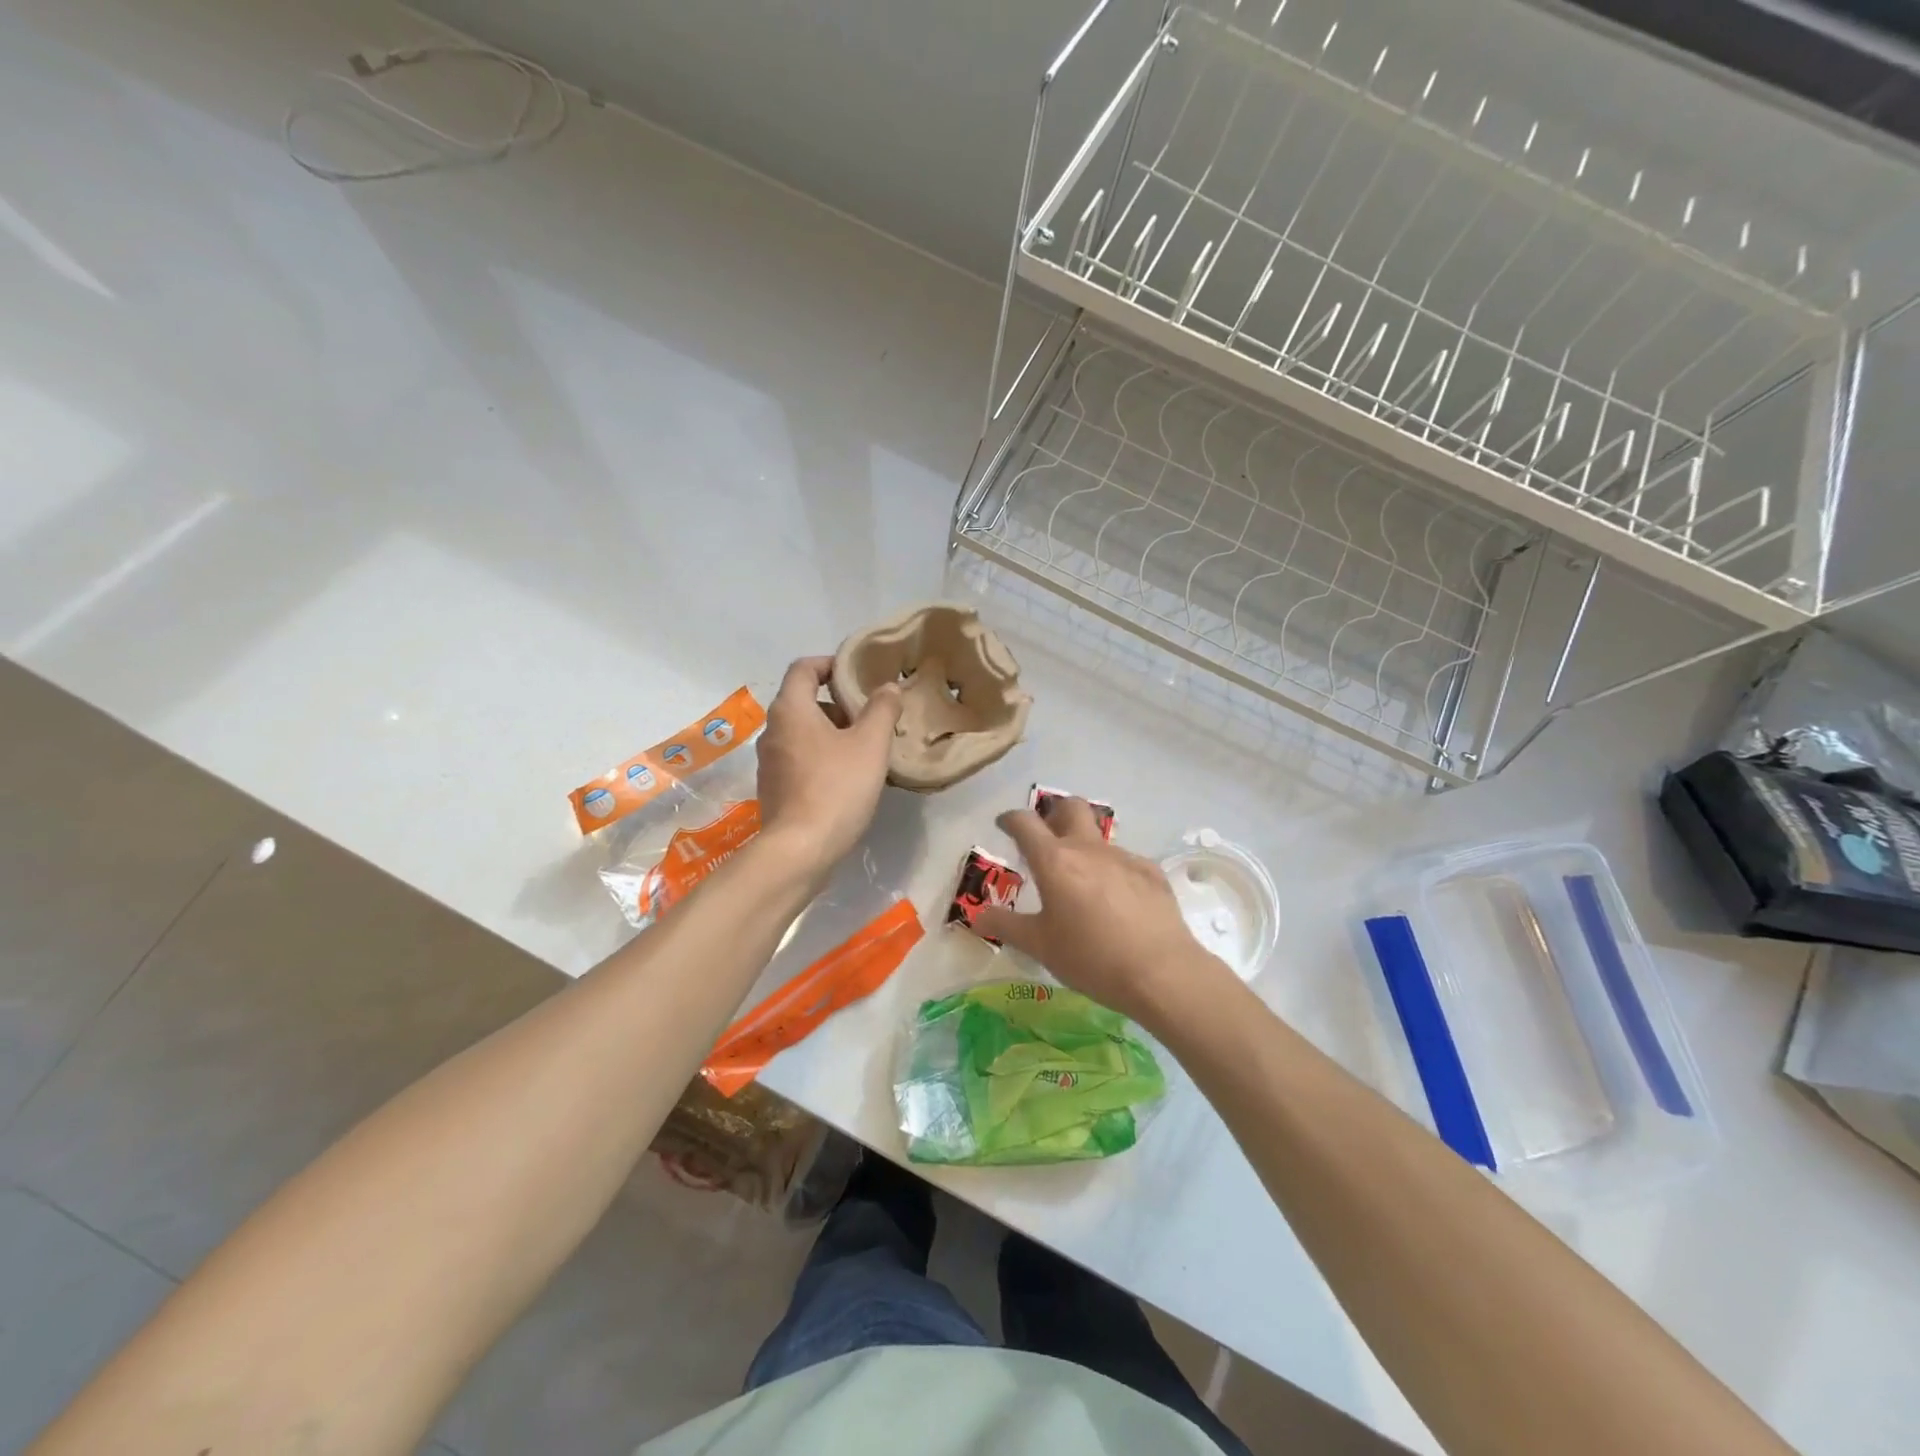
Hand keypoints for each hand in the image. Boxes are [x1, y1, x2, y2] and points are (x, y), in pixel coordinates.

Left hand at [755, 657, 901, 871]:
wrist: (800, 849)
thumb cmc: (837, 787)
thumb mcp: (870, 744)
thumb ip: (882, 710)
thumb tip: (888, 687)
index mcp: (791, 710)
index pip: (803, 668)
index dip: (830, 664)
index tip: (856, 674)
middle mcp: (772, 730)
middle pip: (804, 701)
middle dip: (838, 704)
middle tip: (870, 717)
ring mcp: (769, 762)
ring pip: (802, 732)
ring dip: (832, 733)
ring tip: (865, 749)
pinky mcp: (773, 788)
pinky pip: (799, 759)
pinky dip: (821, 757)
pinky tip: (847, 778)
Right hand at [972, 797, 1235, 1029]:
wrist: (1161, 972)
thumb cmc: (1091, 958)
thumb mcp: (1040, 946)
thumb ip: (1006, 926)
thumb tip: (977, 915)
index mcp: (1055, 861)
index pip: (1025, 823)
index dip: (1010, 819)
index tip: (1003, 824)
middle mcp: (1088, 849)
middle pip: (1070, 806)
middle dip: (1054, 812)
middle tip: (1046, 836)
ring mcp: (1123, 857)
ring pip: (1098, 836)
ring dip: (1084, 846)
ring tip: (1081, 880)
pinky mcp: (1150, 872)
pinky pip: (1124, 860)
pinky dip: (1112, 871)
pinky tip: (1116, 901)